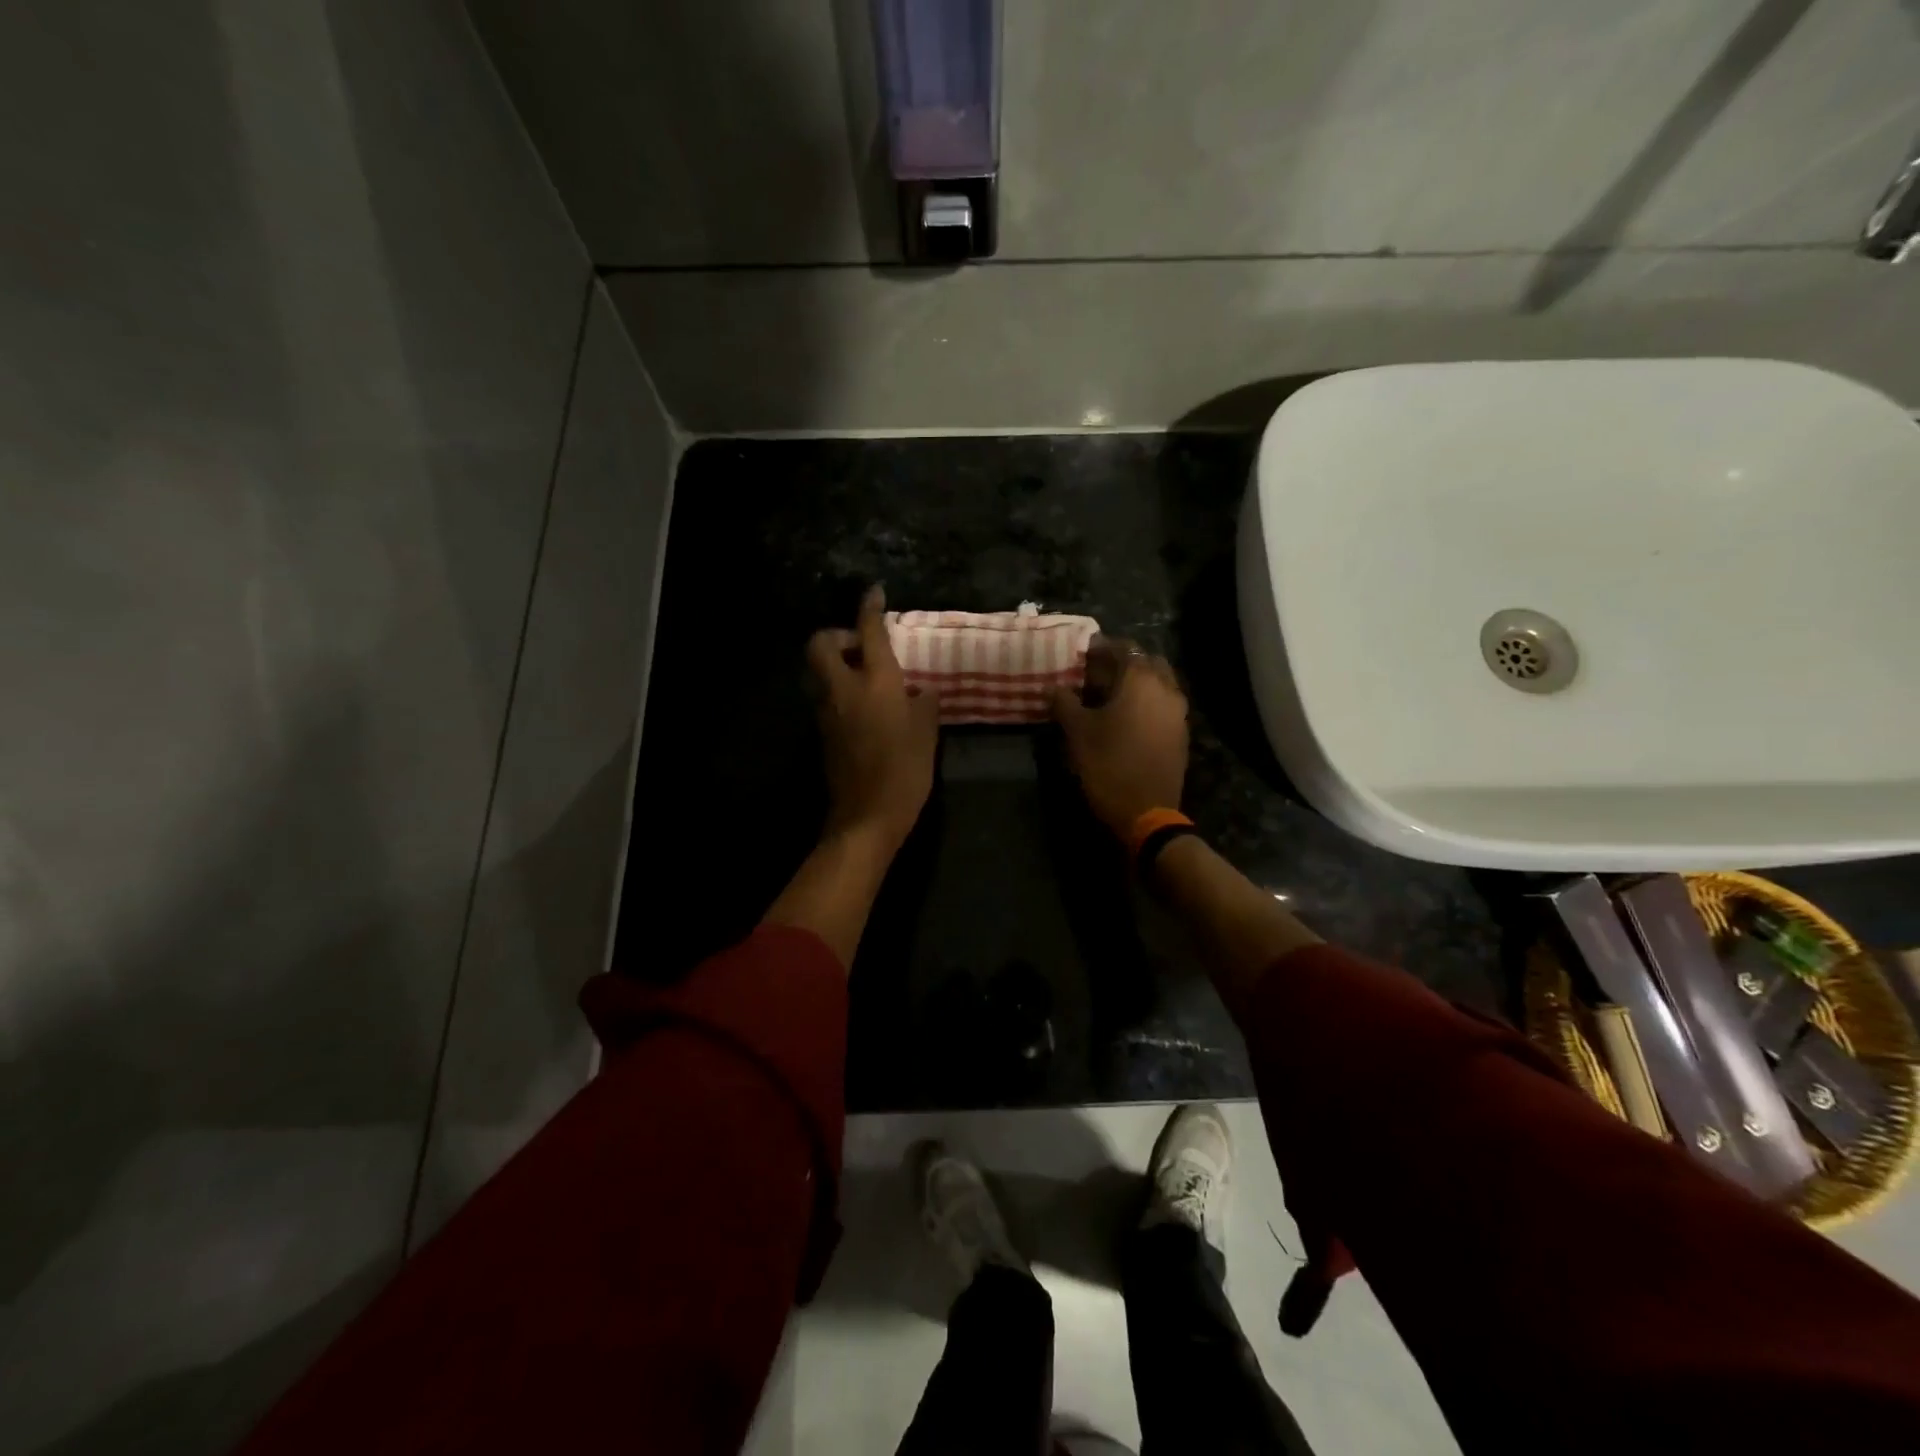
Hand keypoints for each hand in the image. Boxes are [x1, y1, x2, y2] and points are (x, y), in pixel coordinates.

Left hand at [806, 585, 938, 856]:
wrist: (867, 815)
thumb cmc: (906, 770)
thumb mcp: (927, 733)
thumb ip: (923, 703)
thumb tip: (918, 690)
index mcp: (876, 681)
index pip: (869, 632)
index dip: (870, 608)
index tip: (874, 593)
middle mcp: (844, 688)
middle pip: (820, 643)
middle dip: (836, 636)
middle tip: (861, 648)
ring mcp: (827, 711)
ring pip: (820, 672)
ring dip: (836, 665)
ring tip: (866, 679)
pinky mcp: (822, 733)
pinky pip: (826, 698)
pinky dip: (839, 691)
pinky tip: (864, 709)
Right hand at [1050, 637, 1188, 839]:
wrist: (1147, 812)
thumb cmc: (1108, 764)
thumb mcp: (1078, 732)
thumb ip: (1064, 703)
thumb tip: (1053, 688)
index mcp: (1142, 680)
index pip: (1123, 648)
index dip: (1101, 648)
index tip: (1081, 654)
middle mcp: (1166, 689)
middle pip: (1146, 662)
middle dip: (1122, 663)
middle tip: (1095, 674)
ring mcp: (1178, 713)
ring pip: (1158, 683)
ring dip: (1136, 683)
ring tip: (1108, 696)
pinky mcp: (1181, 734)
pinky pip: (1163, 705)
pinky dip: (1146, 702)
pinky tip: (1124, 718)